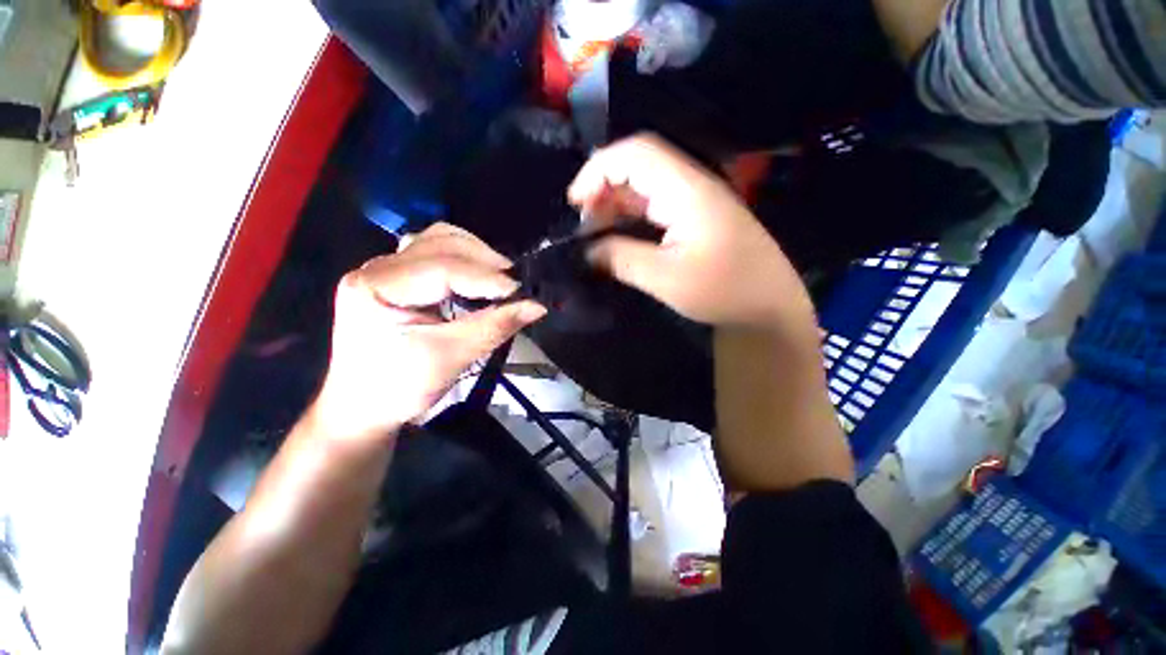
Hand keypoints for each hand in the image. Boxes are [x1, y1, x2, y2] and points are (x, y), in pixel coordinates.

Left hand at [312, 223, 545, 440]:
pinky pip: (438, 252)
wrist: (364, 407)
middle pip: (440, 243)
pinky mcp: (401, 277)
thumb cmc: (399, 388)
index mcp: (376, 287)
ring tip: (502, 277)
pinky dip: (466, 259)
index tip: (521, 292)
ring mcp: (388, 269)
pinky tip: (482, 276)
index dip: (486, 278)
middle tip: (516, 284)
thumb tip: (537, 306)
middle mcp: (378, 268)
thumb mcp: (451, 358)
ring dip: (477, 255)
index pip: (441, 268)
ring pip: (440, 240)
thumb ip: (495, 327)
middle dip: (484, 261)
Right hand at [570, 134, 812, 328]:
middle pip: (638, 165)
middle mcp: (691, 185)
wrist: (767, 306)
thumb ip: (621, 258)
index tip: (574, 202)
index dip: (598, 170)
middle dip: (603, 188)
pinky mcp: (695, 217)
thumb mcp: (665, 278)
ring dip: (614, 203)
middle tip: (583, 224)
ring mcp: (694, 200)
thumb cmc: (723, 291)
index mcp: (687, 190)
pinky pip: (654, 205)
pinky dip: (629, 216)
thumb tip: (587, 251)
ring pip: (644, 186)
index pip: (635, 154)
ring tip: (594, 232)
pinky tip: (618, 235)